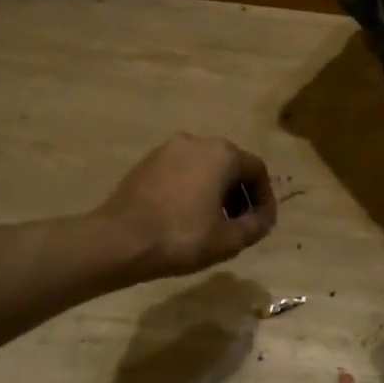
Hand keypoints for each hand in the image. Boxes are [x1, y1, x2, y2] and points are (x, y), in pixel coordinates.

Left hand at [99, 133, 276, 279]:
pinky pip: (180, 173)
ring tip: (213, 224)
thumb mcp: (229, 240)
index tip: (262, 224)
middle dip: (239, 195)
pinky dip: (190, 190)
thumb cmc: (182, 237)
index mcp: (222, 154)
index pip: (257, 171)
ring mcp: (167, 150)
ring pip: (204, 168)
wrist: (119, 240)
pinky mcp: (146, 163)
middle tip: (239, 225)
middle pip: (230, 166)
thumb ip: (256, 226)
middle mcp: (196, 141)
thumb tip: (263, 219)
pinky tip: (185, 218)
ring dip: (215, 193)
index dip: (265, 199)